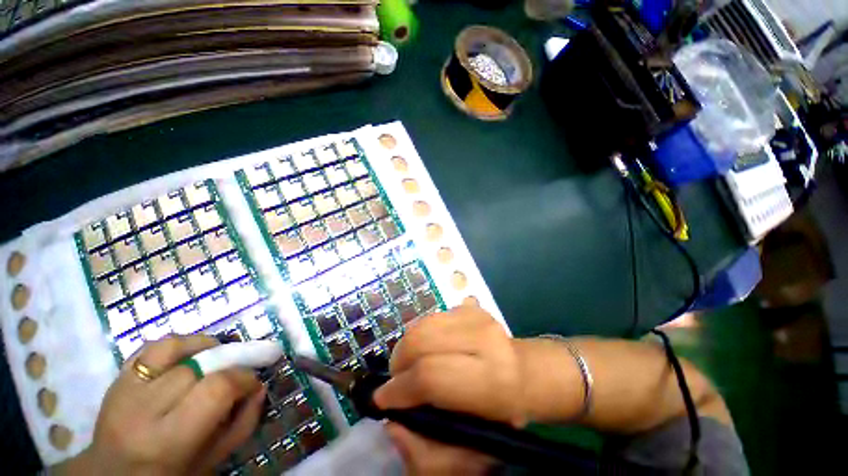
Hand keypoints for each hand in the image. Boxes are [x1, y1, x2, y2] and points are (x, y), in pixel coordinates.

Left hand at [63, 335, 264, 474]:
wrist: (113, 475)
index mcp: (167, 440)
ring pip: (173, 348)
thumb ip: (242, 423)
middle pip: (198, 367)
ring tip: (215, 356)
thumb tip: (259, 386)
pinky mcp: (116, 378)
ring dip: (204, 347)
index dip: (243, 378)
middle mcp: (141, 411)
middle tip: (237, 371)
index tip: (253, 382)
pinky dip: (178, 343)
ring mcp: (123, 390)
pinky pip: (151, 347)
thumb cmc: (169, 474)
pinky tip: (190, 354)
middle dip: (227, 364)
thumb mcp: (211, 460)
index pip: (216, 389)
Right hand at [374, 305, 524, 474]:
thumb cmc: (499, 417)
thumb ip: (426, 453)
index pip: (431, 376)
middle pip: (421, 340)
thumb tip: (392, 423)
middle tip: (397, 380)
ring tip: (409, 365)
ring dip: (406, 346)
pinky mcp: (470, 307)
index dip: (400, 387)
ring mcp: (476, 316)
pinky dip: (420, 334)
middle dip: (399, 362)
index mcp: (491, 379)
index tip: (382, 400)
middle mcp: (484, 338)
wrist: (523, 373)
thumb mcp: (469, 455)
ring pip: (422, 324)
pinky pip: (431, 317)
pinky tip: (426, 349)